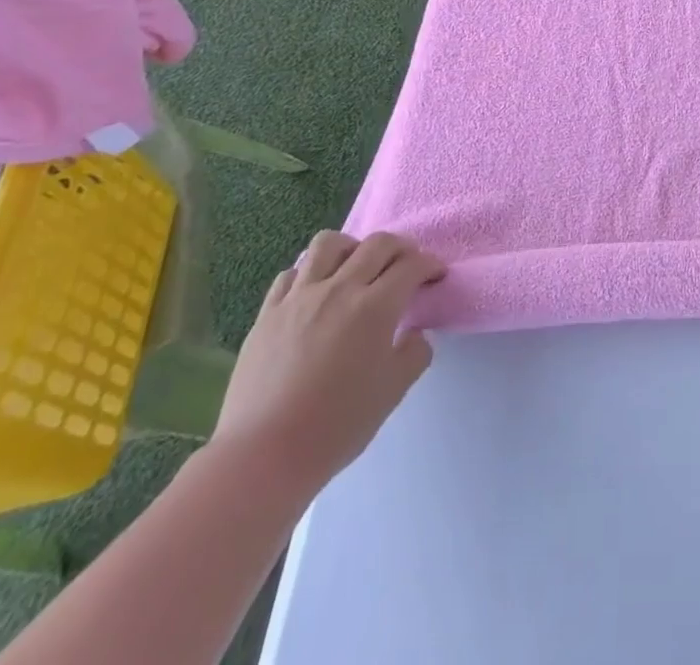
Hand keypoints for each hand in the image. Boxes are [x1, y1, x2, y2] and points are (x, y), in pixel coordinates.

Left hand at [209, 231, 445, 500]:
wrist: (263, 456)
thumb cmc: (336, 426)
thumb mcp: (393, 391)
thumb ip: (414, 353)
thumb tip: (413, 334)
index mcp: (375, 307)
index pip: (411, 266)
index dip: (429, 265)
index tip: (436, 274)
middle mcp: (339, 289)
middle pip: (377, 244)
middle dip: (401, 247)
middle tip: (407, 264)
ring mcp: (299, 297)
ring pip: (329, 243)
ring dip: (352, 247)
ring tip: (356, 267)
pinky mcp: (268, 312)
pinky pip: (292, 272)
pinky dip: (310, 273)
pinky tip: (315, 292)